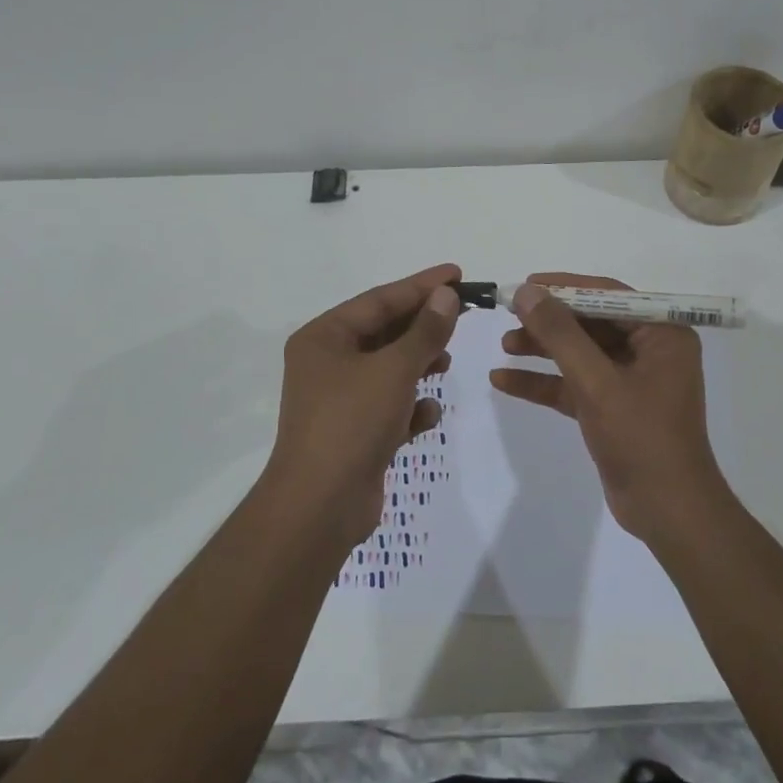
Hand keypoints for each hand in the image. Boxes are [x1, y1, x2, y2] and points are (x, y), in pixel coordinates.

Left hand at [267, 264, 461, 545]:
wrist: (319, 507)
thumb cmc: (351, 423)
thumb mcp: (394, 370)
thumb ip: (425, 331)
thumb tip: (446, 295)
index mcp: (324, 337)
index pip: (380, 299)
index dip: (421, 286)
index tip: (457, 274)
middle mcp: (327, 362)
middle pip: (384, 332)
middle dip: (423, 326)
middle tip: (463, 314)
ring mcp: (339, 399)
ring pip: (389, 368)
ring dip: (419, 364)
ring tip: (445, 363)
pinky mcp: (353, 432)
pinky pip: (388, 405)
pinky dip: (410, 406)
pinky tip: (427, 414)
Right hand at [489, 272, 728, 541]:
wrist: (668, 513)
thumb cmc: (641, 437)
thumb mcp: (596, 381)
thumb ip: (560, 334)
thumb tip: (527, 292)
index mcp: (662, 334)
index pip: (609, 295)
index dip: (565, 287)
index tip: (526, 285)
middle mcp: (649, 350)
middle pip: (591, 323)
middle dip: (549, 322)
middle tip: (508, 315)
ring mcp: (630, 380)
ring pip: (580, 353)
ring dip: (543, 349)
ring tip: (504, 345)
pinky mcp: (612, 408)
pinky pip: (574, 384)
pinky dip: (543, 382)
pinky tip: (503, 380)